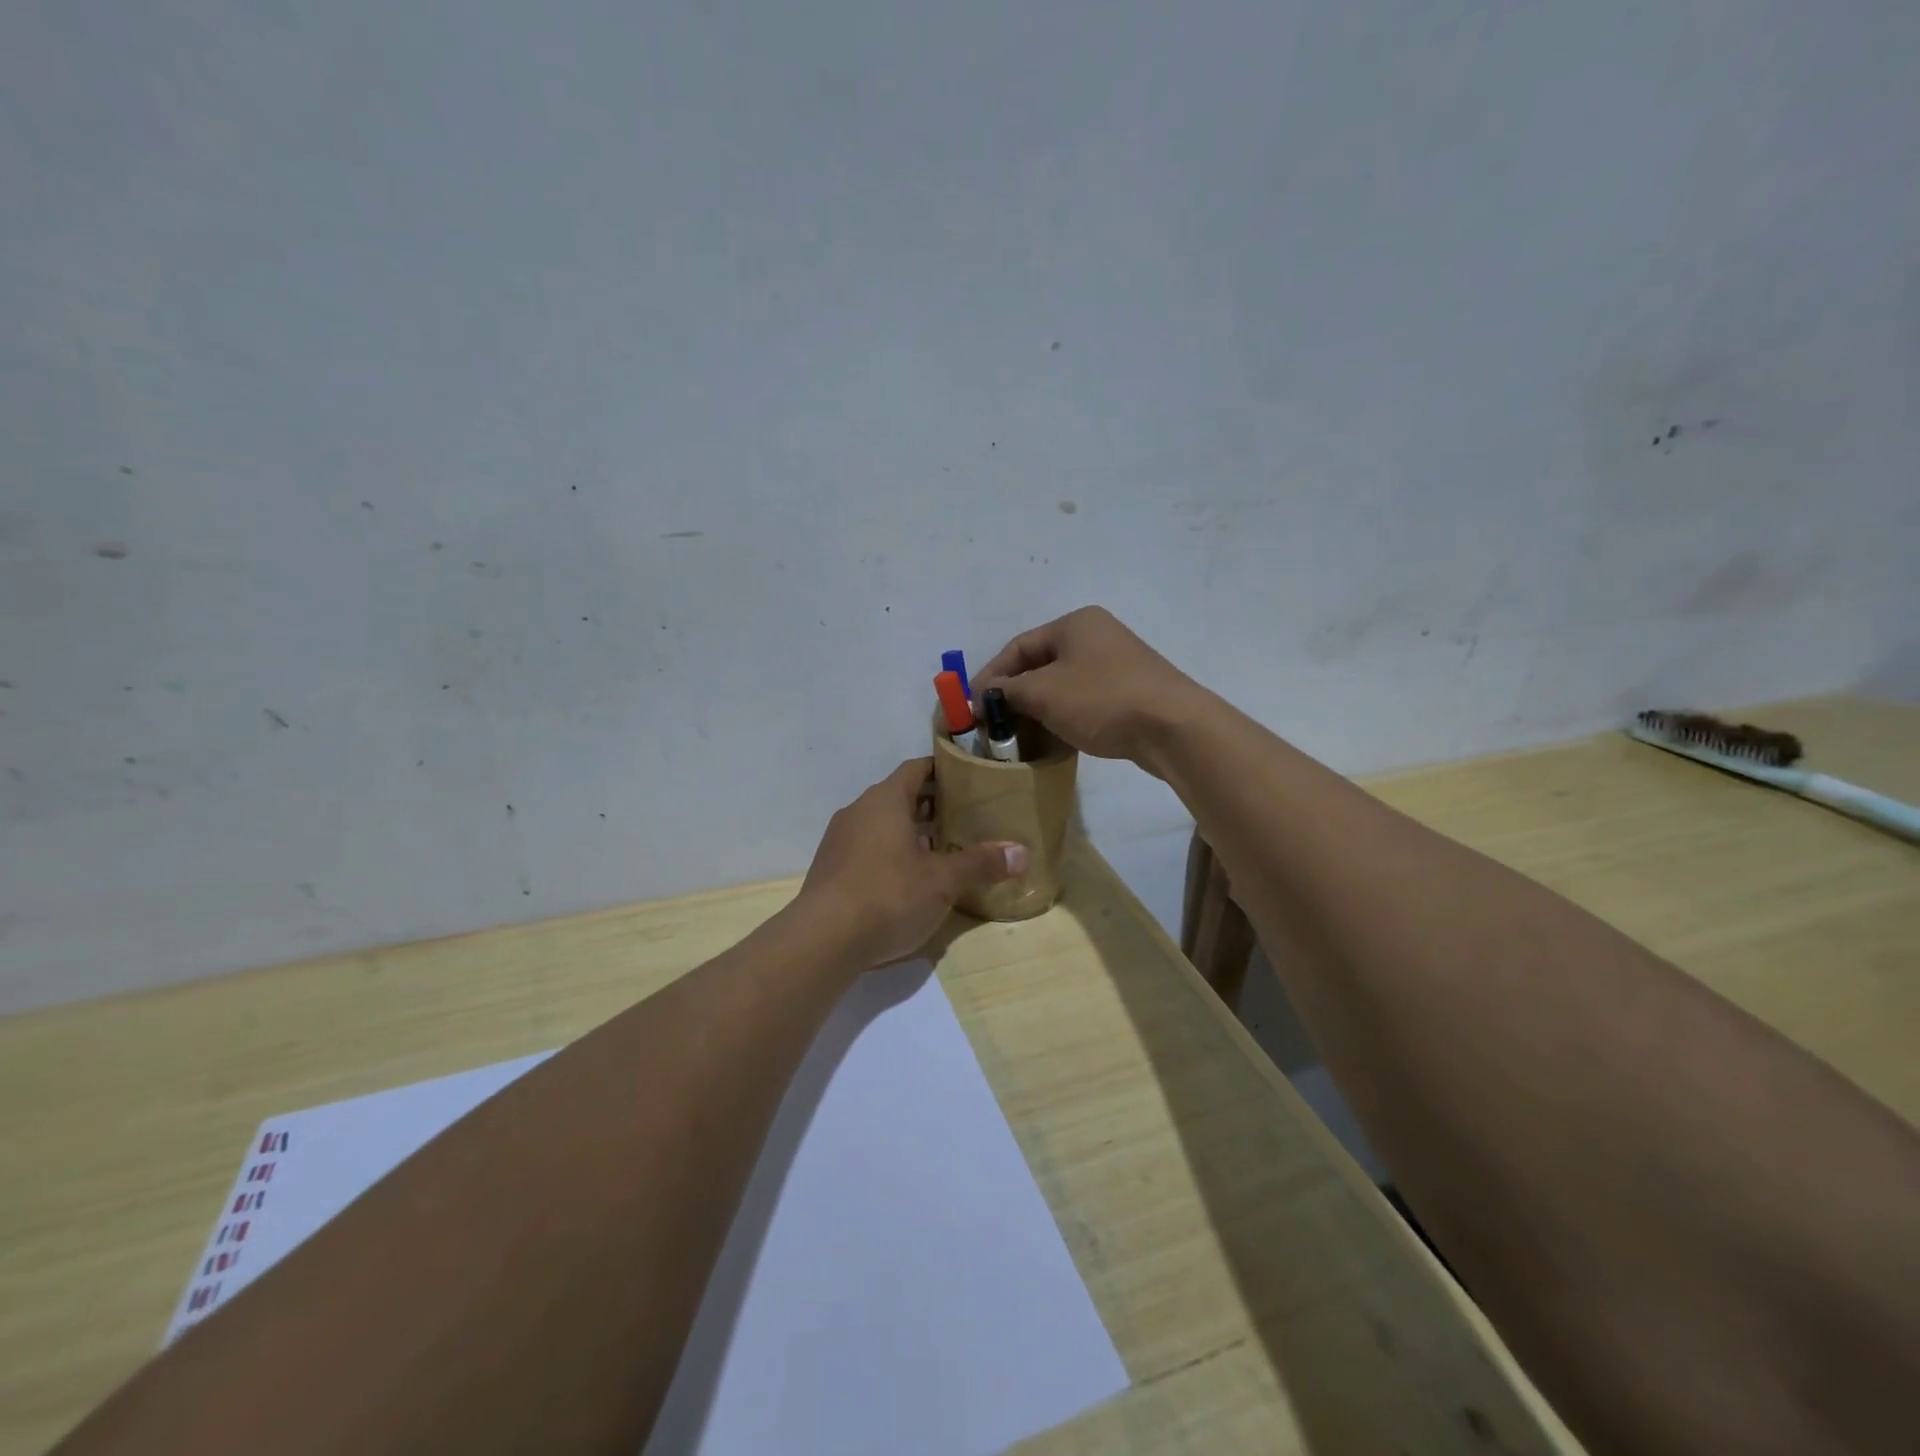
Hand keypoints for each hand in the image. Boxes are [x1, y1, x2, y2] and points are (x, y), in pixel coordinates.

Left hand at [794, 759, 1028, 971]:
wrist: (822, 940)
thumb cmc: (888, 895)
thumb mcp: (942, 881)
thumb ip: (981, 863)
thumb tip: (1022, 852)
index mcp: (885, 800)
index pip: (916, 769)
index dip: (942, 770)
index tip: (968, 779)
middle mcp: (858, 811)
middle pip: (900, 797)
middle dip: (931, 806)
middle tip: (966, 818)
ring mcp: (840, 840)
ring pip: (882, 824)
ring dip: (911, 832)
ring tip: (944, 850)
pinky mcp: (830, 869)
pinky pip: (867, 848)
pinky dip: (891, 853)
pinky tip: (910, 879)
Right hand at [974, 606, 1209, 768]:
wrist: (1173, 727)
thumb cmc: (1102, 700)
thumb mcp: (1044, 694)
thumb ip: (1007, 692)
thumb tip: (981, 698)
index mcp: (1075, 624)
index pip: (1018, 647)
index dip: (990, 676)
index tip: (971, 706)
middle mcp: (1096, 635)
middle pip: (1040, 664)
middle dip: (1013, 695)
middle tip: (992, 723)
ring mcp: (1117, 663)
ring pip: (1062, 684)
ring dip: (1037, 708)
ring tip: (1018, 735)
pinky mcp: (1130, 691)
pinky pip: (1084, 700)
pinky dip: (1063, 715)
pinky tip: (1053, 737)